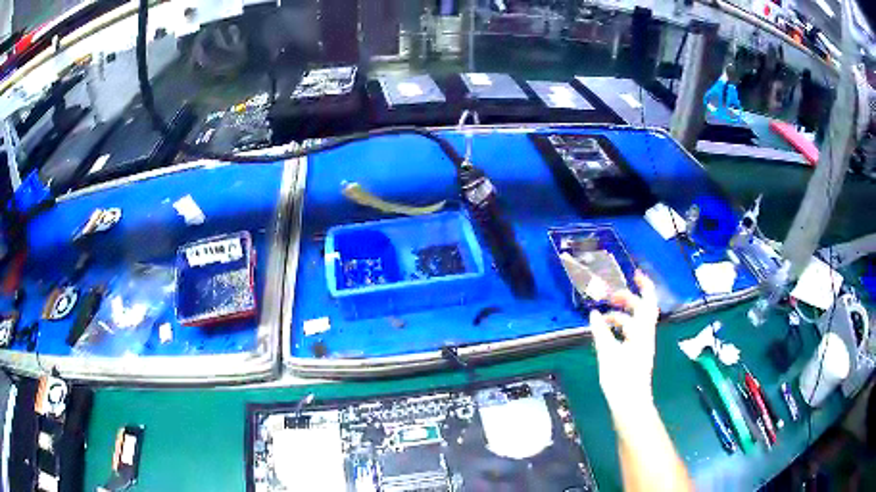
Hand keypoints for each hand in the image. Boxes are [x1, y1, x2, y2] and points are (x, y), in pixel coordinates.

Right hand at [589, 271, 659, 422]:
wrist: (630, 404)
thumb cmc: (621, 380)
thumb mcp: (608, 354)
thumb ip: (601, 333)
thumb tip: (594, 314)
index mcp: (642, 333)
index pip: (648, 303)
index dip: (644, 286)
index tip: (634, 274)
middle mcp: (645, 336)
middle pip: (640, 310)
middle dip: (626, 300)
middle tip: (608, 296)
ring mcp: (641, 345)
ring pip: (634, 322)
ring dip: (620, 316)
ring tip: (602, 318)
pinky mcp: (636, 354)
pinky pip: (629, 333)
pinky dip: (619, 328)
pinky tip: (606, 333)